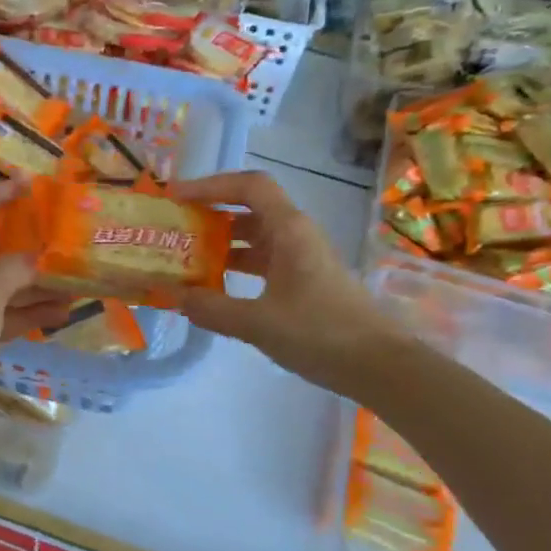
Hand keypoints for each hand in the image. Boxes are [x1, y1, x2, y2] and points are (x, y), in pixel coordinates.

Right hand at [171, 170, 394, 394]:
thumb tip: (173, 296)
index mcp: (289, 229)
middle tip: (174, 231)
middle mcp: (296, 235)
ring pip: (255, 238)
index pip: (249, 186)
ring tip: (186, 260)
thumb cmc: (320, 333)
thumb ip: (211, 308)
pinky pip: (264, 262)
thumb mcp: (258, 323)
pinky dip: (238, 268)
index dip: (211, 185)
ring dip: (222, 244)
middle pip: (249, 210)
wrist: (378, 365)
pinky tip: (216, 289)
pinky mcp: (305, 282)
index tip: (177, 198)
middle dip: (210, 216)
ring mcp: (302, 258)